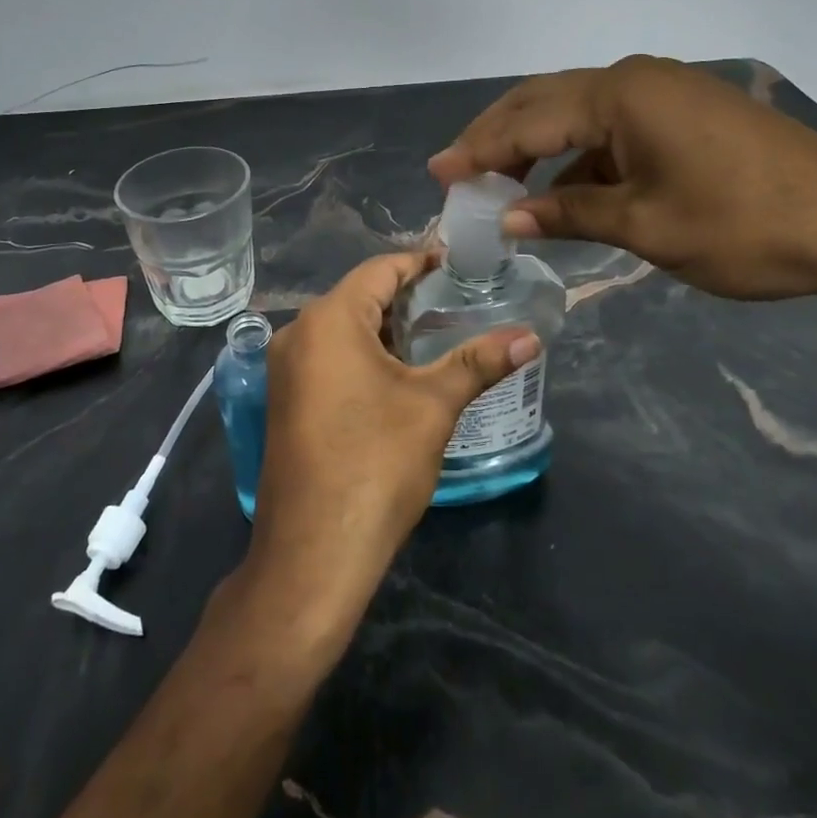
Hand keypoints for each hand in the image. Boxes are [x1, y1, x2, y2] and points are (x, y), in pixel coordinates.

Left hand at [244, 253, 536, 628]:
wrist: (314, 554)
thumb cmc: (375, 464)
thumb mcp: (433, 406)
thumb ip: (479, 362)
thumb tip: (531, 336)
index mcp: (329, 319)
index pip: (380, 270)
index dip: (421, 263)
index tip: (458, 267)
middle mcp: (298, 333)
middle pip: (359, 296)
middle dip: (406, 298)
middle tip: (455, 303)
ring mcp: (285, 369)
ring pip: (342, 329)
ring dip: (386, 328)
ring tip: (435, 336)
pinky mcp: (286, 400)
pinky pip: (328, 357)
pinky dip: (363, 354)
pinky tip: (397, 375)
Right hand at [428, 55, 816, 303]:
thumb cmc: (745, 227)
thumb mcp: (646, 226)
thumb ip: (571, 213)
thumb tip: (510, 216)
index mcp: (620, 95)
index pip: (528, 120)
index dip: (479, 150)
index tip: (438, 174)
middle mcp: (635, 79)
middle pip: (546, 102)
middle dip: (498, 137)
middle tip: (457, 170)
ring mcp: (665, 91)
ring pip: (578, 113)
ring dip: (538, 147)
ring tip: (502, 184)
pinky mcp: (687, 112)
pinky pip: (613, 127)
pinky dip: (581, 156)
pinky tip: (568, 189)